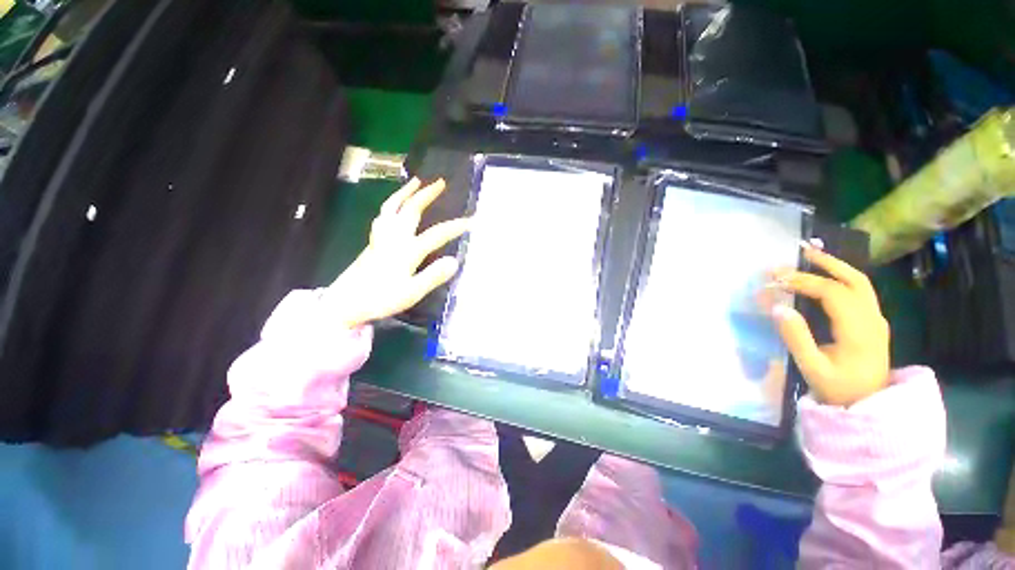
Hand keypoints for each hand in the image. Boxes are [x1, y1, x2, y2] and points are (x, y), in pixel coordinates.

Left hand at [327, 178, 468, 328]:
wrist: (345, 302)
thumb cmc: (380, 299)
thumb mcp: (412, 292)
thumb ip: (433, 276)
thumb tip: (455, 261)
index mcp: (407, 250)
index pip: (437, 234)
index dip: (455, 227)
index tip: (472, 220)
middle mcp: (395, 238)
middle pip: (412, 210)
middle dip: (427, 195)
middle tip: (440, 182)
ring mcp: (381, 237)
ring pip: (392, 207)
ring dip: (405, 192)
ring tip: (415, 181)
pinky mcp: (373, 241)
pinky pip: (383, 214)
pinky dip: (391, 204)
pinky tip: (394, 205)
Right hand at [766, 242, 890, 406]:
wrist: (869, 404)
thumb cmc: (838, 388)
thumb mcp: (811, 368)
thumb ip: (796, 337)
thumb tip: (777, 307)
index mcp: (859, 331)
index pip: (833, 293)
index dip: (804, 282)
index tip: (776, 279)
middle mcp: (873, 319)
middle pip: (853, 280)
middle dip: (824, 263)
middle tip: (798, 252)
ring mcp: (876, 319)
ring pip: (860, 282)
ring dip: (835, 265)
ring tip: (811, 254)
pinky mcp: (873, 321)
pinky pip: (860, 290)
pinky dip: (842, 276)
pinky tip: (827, 273)